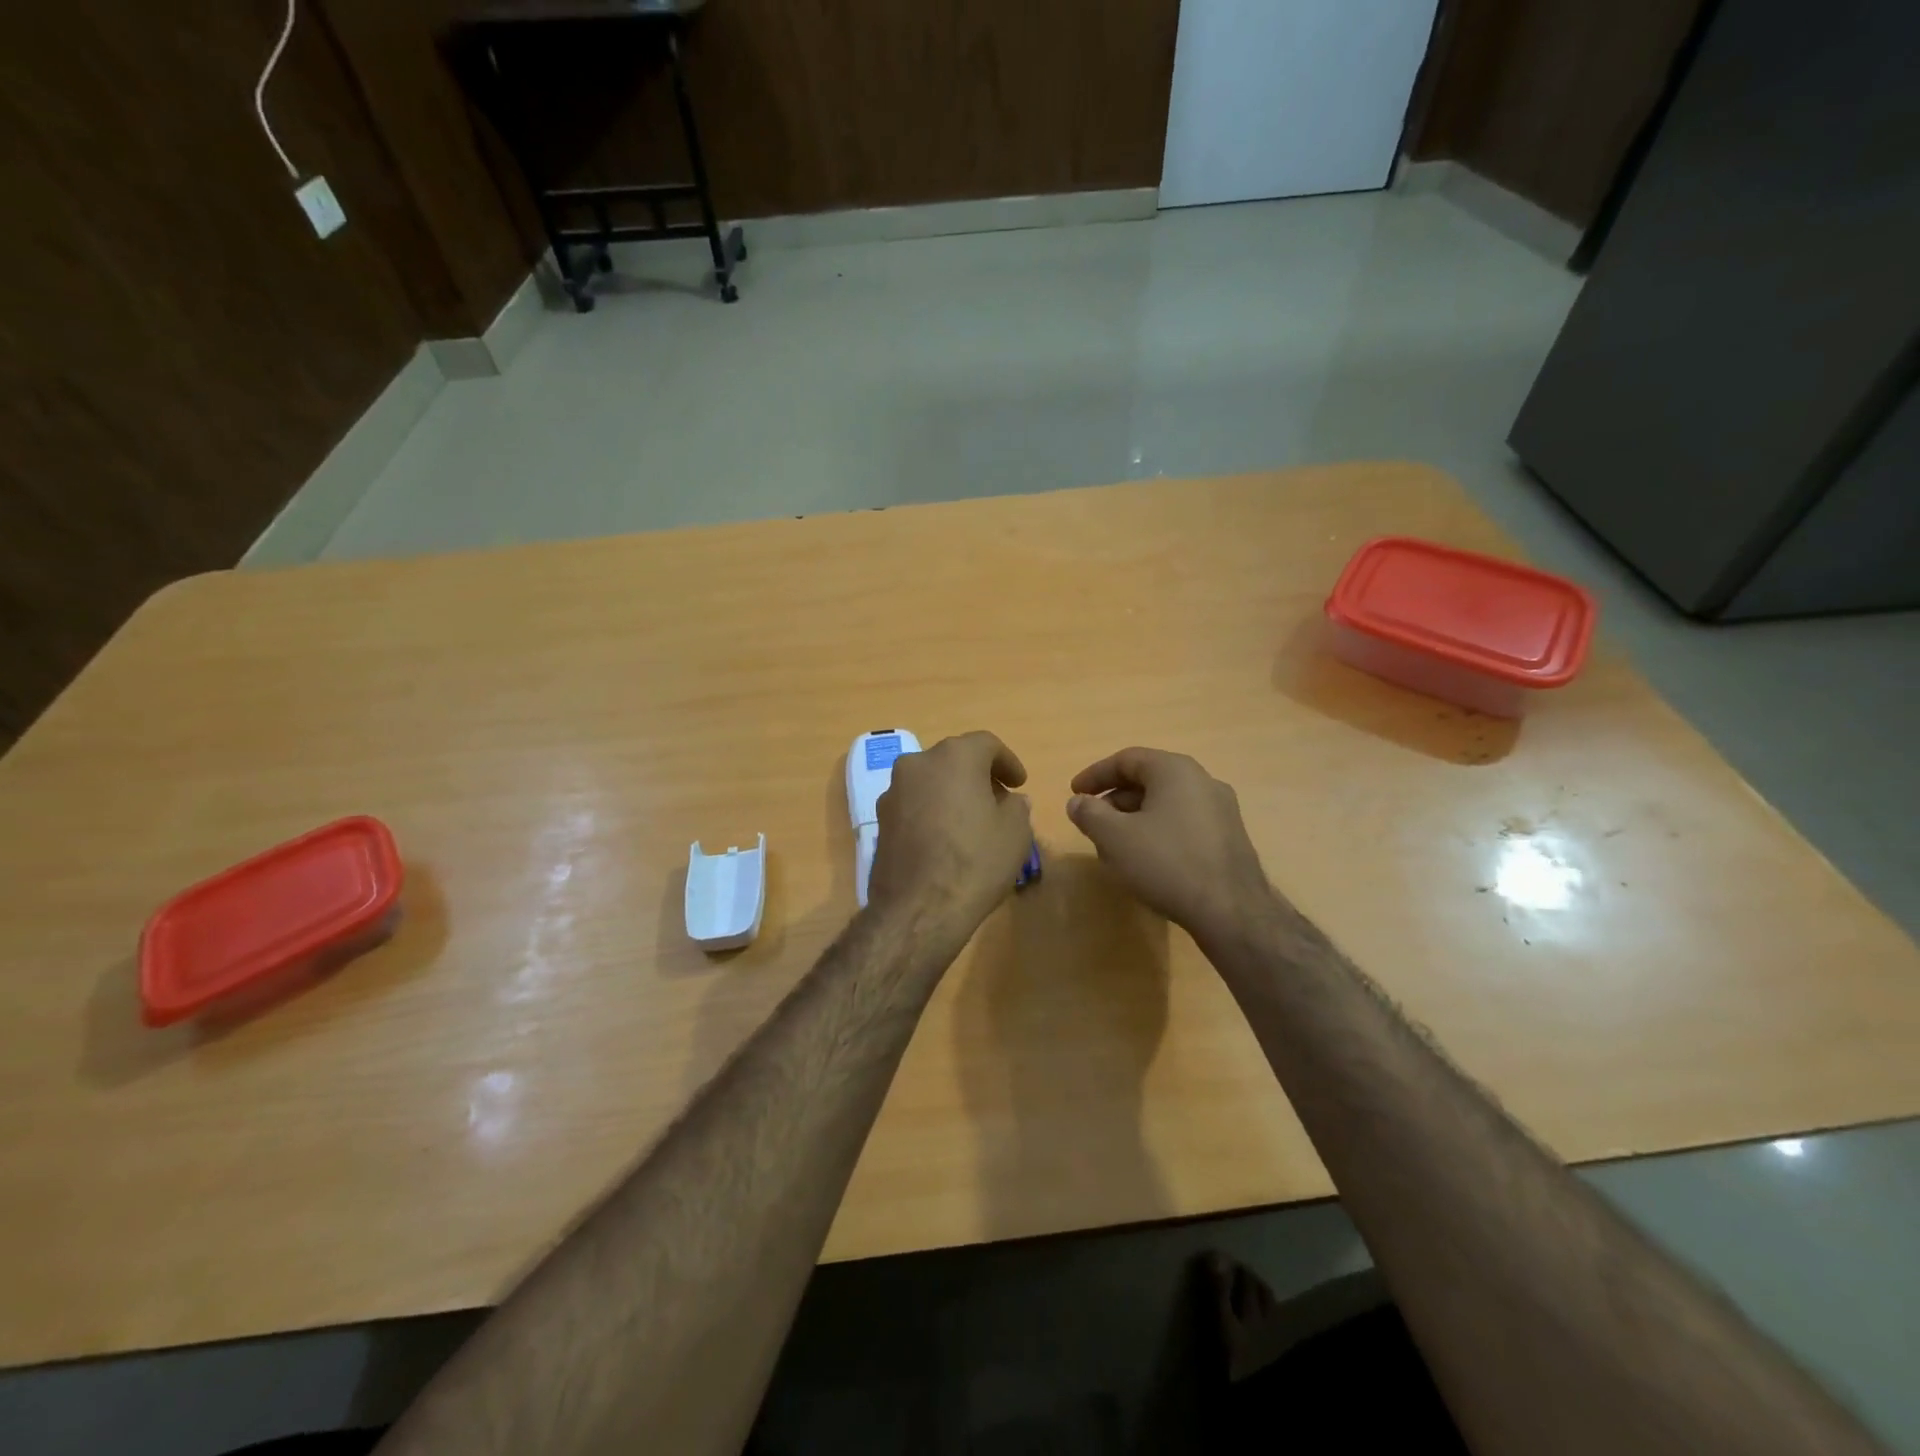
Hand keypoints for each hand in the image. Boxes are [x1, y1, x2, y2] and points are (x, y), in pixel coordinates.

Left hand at [868, 732, 1033, 929]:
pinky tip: (945, 839)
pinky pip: (914, 804)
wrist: (917, 910)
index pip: (986, 744)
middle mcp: (918, 763)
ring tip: (971, 822)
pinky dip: (932, 811)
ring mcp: (893, 791)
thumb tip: (1010, 801)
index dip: (1007, 762)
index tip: (1020, 784)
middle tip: (998, 801)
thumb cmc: (974, 863)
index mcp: (954, 757)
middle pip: (954, 760)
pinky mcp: (880, 820)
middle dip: (978, 776)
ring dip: (952, 793)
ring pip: (931, 781)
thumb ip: (1016, 807)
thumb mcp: (1015, 833)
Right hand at [1066, 747, 1274, 940]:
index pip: (1127, 759)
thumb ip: (1089, 814)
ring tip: (1114, 847)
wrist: (1231, 911)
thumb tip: (1077, 802)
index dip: (1095, 775)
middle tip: (1092, 823)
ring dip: (1134, 819)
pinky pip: (1184, 824)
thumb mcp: (1115, 837)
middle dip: (1114, 801)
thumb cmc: (1167, 863)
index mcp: (1175, 770)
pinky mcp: (1228, 838)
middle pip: (1148, 780)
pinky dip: (1158, 832)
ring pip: (1166, 804)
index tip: (1074, 793)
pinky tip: (1146, 861)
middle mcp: (1202, 781)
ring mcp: (1221, 810)